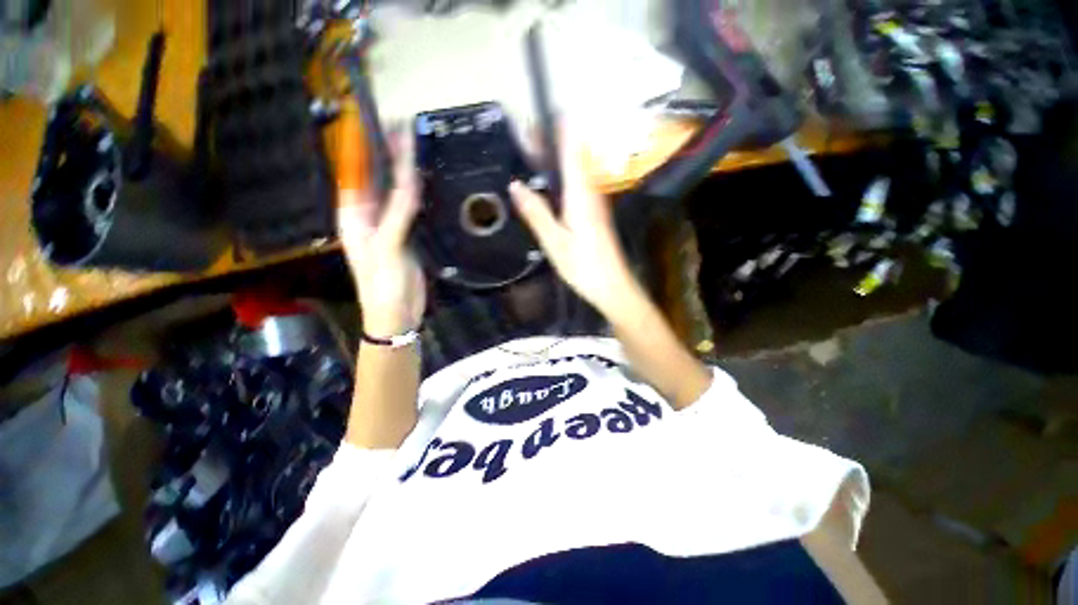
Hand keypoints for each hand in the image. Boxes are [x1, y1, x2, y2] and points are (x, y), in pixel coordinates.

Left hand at [338, 123, 424, 336]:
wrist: (397, 314)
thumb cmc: (383, 284)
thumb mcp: (387, 248)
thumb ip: (397, 213)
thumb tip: (409, 179)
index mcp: (353, 216)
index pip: (356, 174)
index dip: (365, 148)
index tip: (376, 122)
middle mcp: (368, 216)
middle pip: (376, 179)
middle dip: (386, 155)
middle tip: (403, 128)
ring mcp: (388, 225)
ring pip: (394, 192)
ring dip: (403, 172)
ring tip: (415, 147)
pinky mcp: (405, 235)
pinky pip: (410, 208)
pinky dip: (416, 194)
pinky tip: (424, 180)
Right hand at [508, 131, 641, 316]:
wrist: (612, 286)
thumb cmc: (583, 266)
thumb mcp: (554, 242)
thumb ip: (536, 213)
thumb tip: (516, 184)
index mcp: (580, 195)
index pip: (571, 151)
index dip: (558, 129)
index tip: (542, 110)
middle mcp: (590, 192)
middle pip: (573, 156)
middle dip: (552, 139)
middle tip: (528, 130)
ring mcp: (595, 202)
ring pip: (576, 169)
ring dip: (557, 155)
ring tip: (535, 147)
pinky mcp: (594, 213)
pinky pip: (578, 184)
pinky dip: (563, 174)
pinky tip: (552, 179)